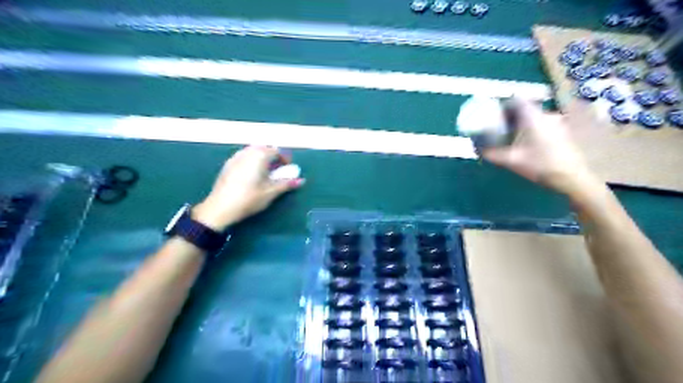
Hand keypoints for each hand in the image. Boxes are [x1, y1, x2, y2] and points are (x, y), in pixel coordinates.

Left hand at [195, 146, 306, 229]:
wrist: (220, 208)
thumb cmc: (249, 199)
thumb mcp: (270, 192)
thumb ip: (286, 184)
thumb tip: (301, 180)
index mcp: (260, 156)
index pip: (277, 151)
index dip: (285, 159)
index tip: (288, 168)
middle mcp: (247, 152)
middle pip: (264, 148)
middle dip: (273, 156)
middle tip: (278, 170)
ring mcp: (235, 157)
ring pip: (252, 151)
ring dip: (262, 158)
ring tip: (265, 172)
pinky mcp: (227, 164)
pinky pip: (243, 156)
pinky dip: (251, 161)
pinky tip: (251, 175)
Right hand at [482, 97, 599, 196]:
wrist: (572, 177)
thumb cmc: (540, 165)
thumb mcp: (511, 160)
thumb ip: (492, 154)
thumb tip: (477, 150)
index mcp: (532, 117)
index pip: (516, 99)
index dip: (503, 104)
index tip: (493, 113)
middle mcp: (546, 115)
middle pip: (524, 108)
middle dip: (510, 116)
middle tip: (498, 128)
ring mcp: (557, 123)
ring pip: (533, 117)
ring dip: (521, 124)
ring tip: (511, 137)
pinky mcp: (562, 132)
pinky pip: (542, 125)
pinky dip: (532, 130)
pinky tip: (527, 144)